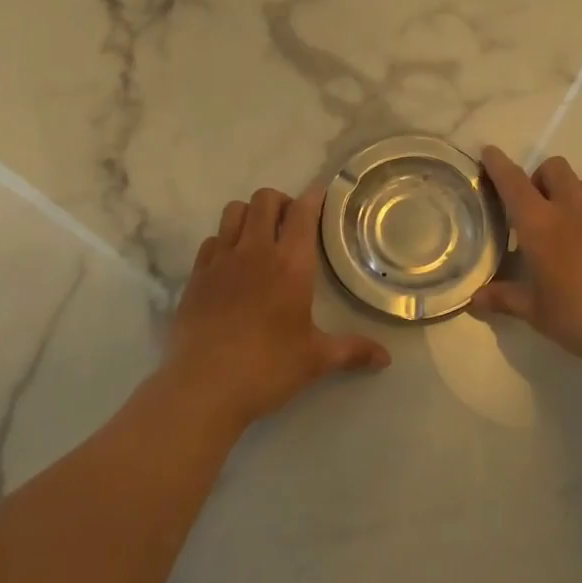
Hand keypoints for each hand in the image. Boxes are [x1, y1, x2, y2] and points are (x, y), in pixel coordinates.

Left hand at [163, 185, 389, 430]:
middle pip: (264, 199)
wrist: (203, 387)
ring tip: (259, 237)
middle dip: (280, 202)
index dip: (313, 197)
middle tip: (290, 224)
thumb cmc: (267, 367)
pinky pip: (211, 241)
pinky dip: (224, 241)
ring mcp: (220, 260)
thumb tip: (386, 359)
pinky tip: (230, 265)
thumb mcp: (316, 360)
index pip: (303, 213)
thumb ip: (352, 351)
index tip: (320, 195)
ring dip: (250, 215)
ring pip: (233, 211)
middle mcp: (255, 251)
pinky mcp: (196, 276)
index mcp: (290, 264)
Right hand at [471, 146, 581, 362]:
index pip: (513, 183)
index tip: (489, 152)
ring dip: (567, 190)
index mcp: (540, 224)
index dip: (498, 165)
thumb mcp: (538, 313)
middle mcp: (571, 210)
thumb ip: (506, 300)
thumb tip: (474, 299)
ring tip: (561, 221)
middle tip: (530, 206)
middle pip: (554, 168)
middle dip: (538, 176)